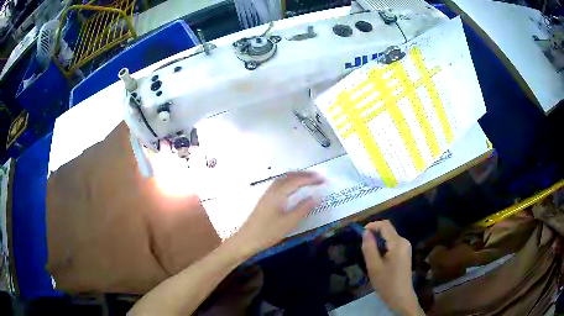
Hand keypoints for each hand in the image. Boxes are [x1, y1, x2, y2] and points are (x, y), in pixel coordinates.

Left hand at [235, 171, 323, 254]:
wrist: (246, 239)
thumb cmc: (268, 232)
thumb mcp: (289, 222)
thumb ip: (303, 208)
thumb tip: (316, 196)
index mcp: (278, 194)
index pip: (297, 181)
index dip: (311, 179)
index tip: (323, 179)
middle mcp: (272, 190)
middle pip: (289, 176)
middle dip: (304, 174)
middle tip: (318, 177)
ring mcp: (267, 194)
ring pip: (283, 179)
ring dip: (296, 176)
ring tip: (308, 179)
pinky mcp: (264, 199)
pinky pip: (279, 184)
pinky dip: (289, 181)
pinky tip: (292, 188)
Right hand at [361, 220, 422, 315]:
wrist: (400, 297)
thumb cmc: (386, 283)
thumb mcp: (373, 266)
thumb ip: (369, 248)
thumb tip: (365, 232)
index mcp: (398, 243)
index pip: (385, 225)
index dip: (372, 225)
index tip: (360, 234)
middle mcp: (404, 242)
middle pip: (387, 231)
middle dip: (374, 235)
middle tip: (363, 248)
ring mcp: (405, 248)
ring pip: (389, 238)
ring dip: (378, 242)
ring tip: (369, 255)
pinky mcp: (405, 254)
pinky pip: (392, 244)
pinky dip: (383, 248)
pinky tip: (378, 260)